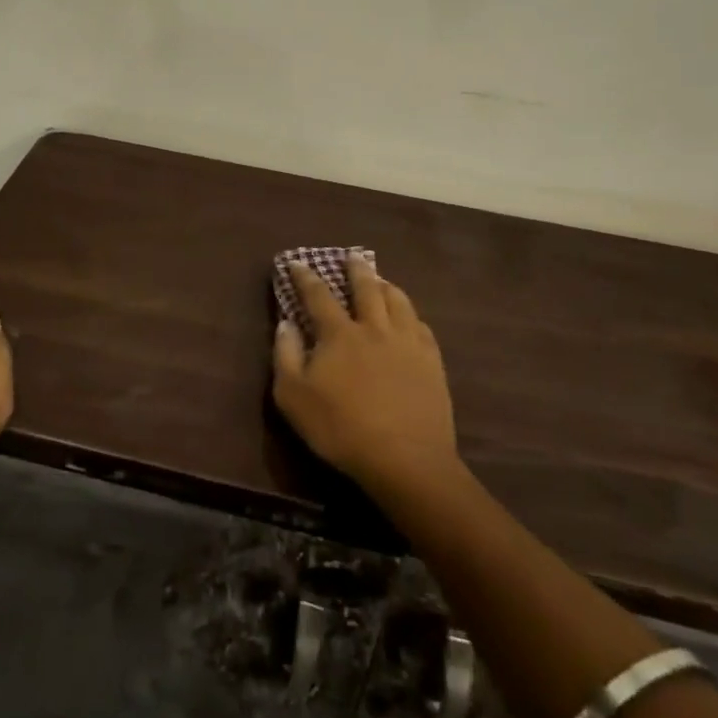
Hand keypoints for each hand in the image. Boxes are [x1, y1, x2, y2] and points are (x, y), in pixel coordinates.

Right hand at [272, 255, 458, 494]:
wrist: (406, 460)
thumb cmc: (341, 429)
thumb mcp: (294, 397)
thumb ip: (285, 355)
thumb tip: (285, 323)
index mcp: (339, 334)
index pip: (318, 295)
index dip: (305, 277)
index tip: (297, 263)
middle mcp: (374, 328)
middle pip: (366, 288)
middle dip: (356, 269)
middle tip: (352, 256)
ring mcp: (407, 343)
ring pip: (398, 301)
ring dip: (386, 286)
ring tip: (382, 280)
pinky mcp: (431, 363)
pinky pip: (422, 326)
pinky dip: (411, 315)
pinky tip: (410, 319)